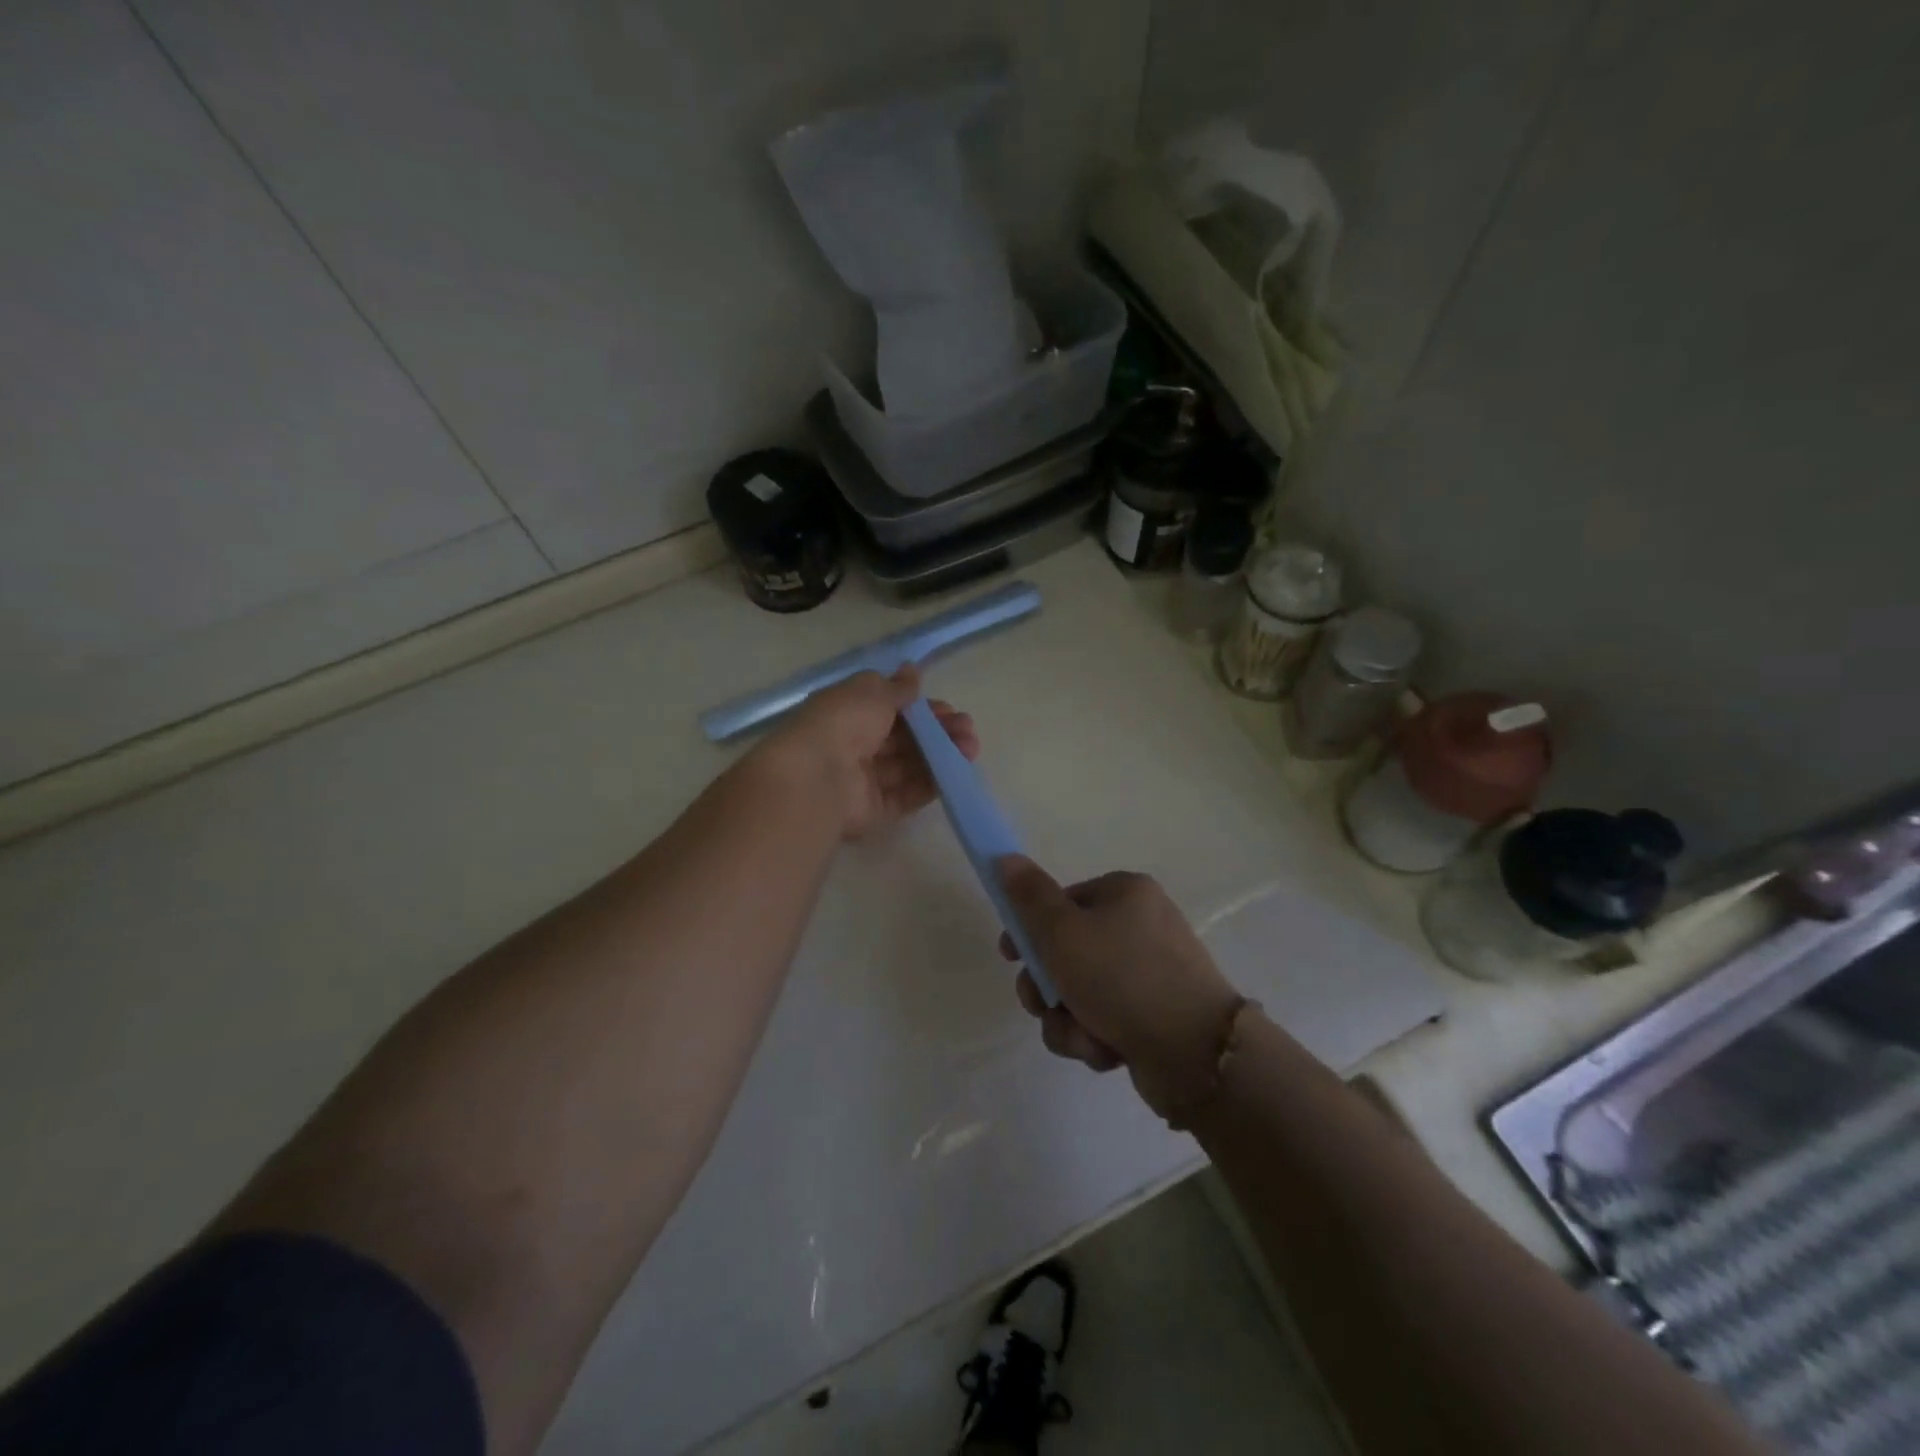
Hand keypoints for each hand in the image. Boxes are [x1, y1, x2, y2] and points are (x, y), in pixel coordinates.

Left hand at [759, 666, 977, 840]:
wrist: (817, 778)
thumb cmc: (843, 723)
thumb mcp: (872, 691)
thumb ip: (897, 687)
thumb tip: (911, 670)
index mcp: (848, 713)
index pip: (891, 710)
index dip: (922, 709)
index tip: (949, 709)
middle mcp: (855, 746)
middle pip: (904, 740)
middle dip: (938, 733)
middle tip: (967, 730)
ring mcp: (864, 781)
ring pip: (909, 767)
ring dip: (941, 756)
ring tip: (970, 750)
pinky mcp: (874, 810)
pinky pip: (906, 795)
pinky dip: (930, 785)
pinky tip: (954, 774)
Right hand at [997, 858, 1242, 1115]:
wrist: (1195, 1052)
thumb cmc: (1121, 978)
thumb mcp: (1063, 932)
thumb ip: (1029, 897)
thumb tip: (1004, 857)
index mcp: (1125, 893)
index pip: (1062, 902)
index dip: (1030, 931)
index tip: (1011, 957)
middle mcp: (1141, 926)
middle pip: (1067, 952)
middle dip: (1047, 987)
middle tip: (1041, 1005)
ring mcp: (1151, 972)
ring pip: (1081, 992)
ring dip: (1068, 1019)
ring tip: (1082, 1036)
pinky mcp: (1156, 1015)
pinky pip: (1106, 1019)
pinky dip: (1096, 1036)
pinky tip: (1107, 1051)